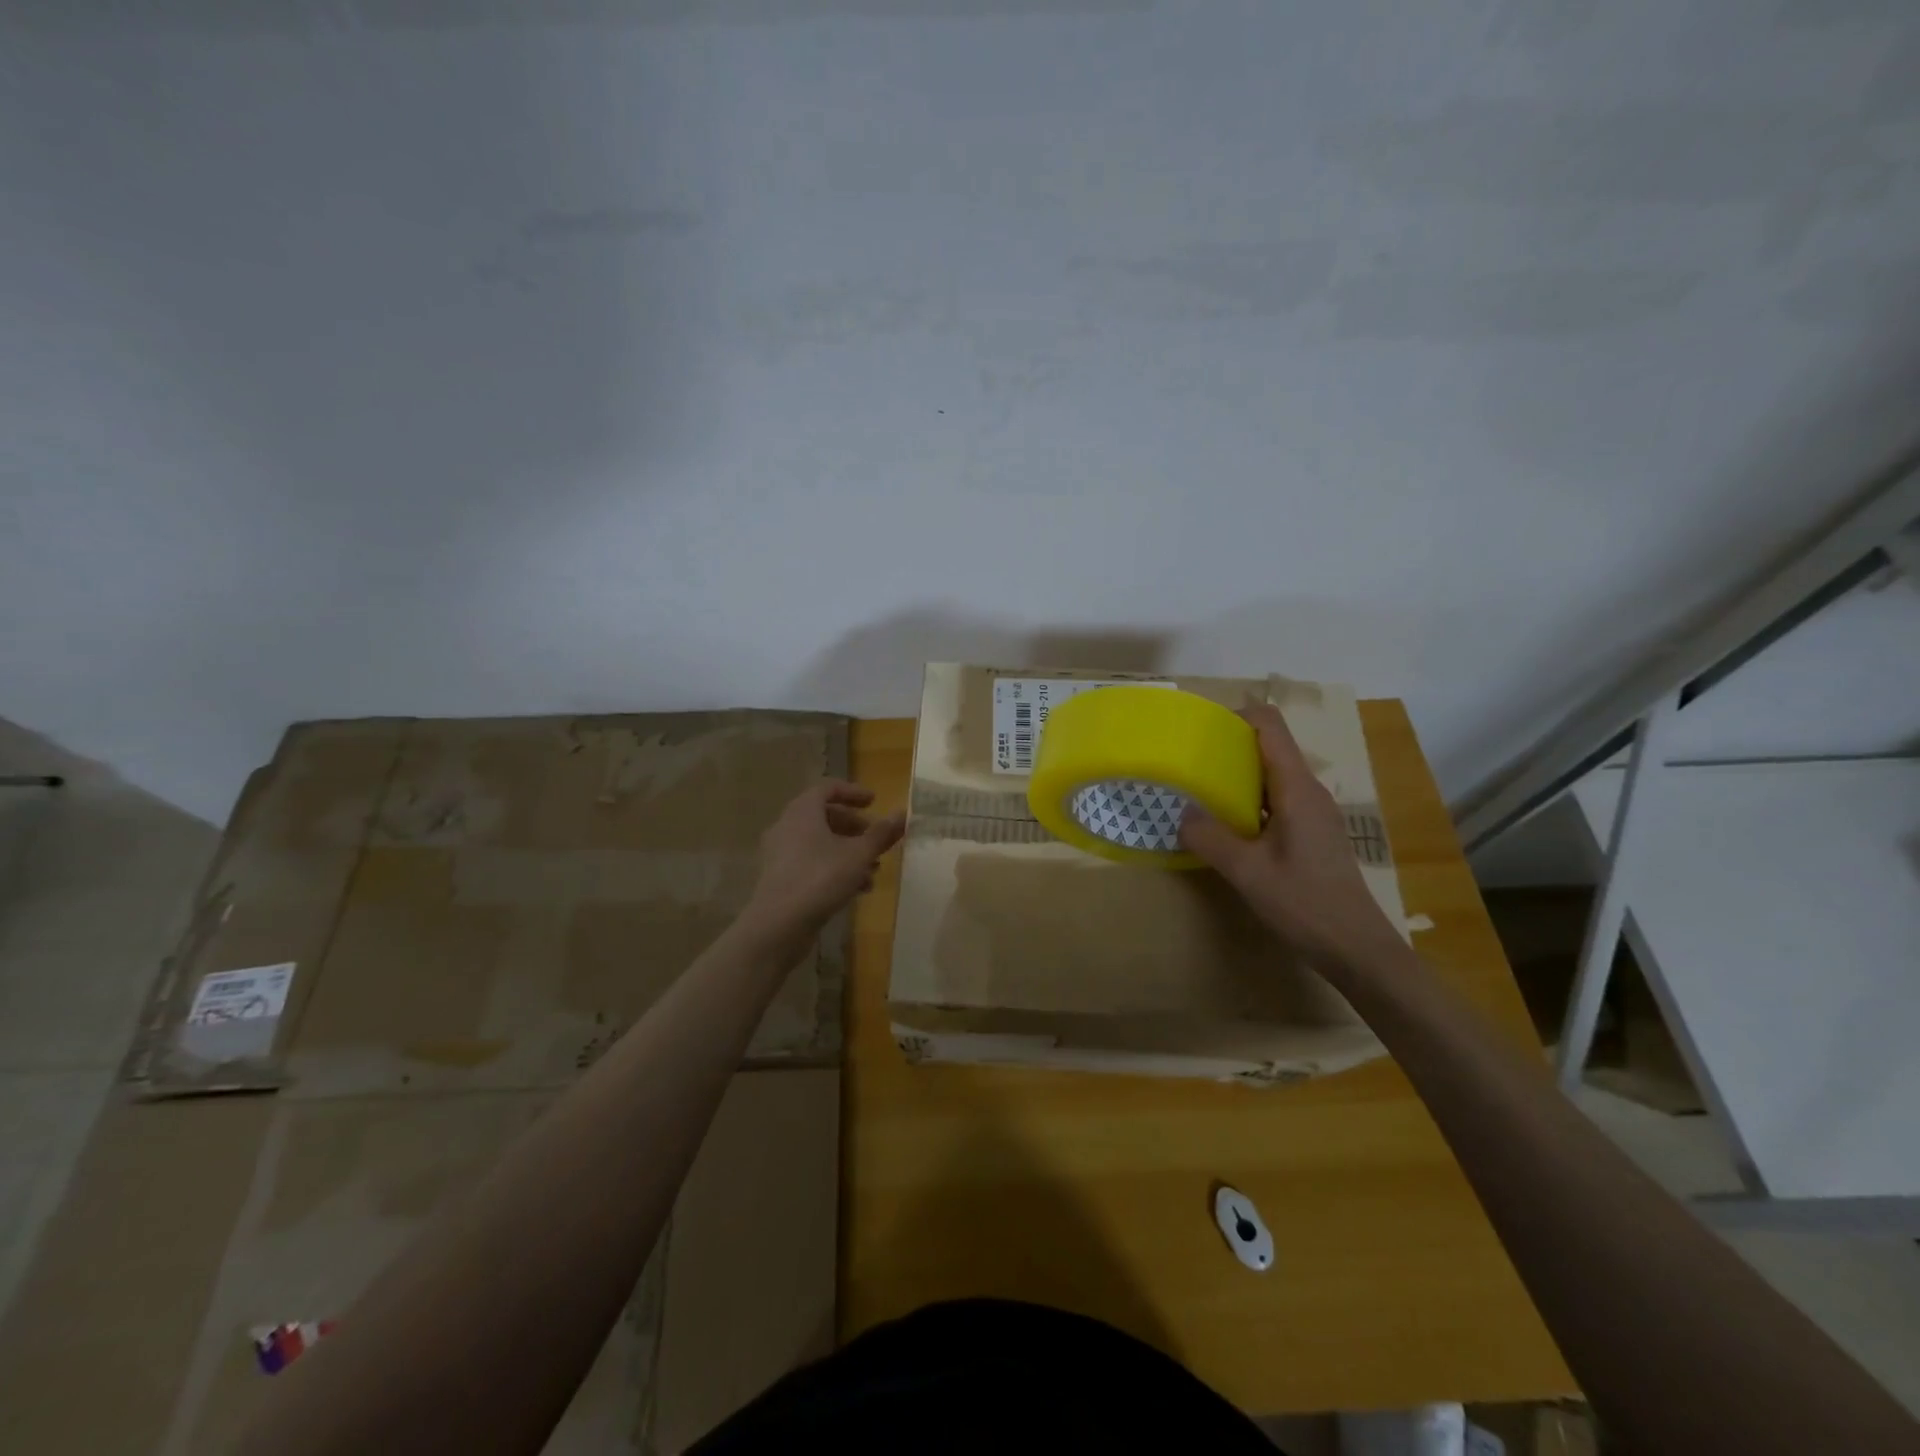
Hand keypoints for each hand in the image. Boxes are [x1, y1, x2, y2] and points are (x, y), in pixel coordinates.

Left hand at [746, 780, 906, 934]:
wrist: (778, 925)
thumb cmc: (821, 878)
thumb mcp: (859, 855)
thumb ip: (881, 834)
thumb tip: (902, 814)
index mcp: (803, 811)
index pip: (828, 788)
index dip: (853, 792)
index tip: (874, 802)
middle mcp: (787, 826)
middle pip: (824, 816)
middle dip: (854, 826)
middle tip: (876, 838)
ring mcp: (781, 854)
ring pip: (820, 843)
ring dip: (848, 851)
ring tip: (873, 869)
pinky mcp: (781, 878)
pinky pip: (811, 863)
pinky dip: (834, 868)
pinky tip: (857, 889)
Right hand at [1179, 703, 1403, 973]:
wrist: (1357, 949)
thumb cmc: (1305, 904)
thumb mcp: (1247, 871)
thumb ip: (1210, 837)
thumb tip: (1181, 811)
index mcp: (1296, 788)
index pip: (1270, 725)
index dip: (1236, 716)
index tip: (1199, 730)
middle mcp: (1308, 792)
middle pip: (1269, 747)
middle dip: (1228, 747)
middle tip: (1188, 763)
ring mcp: (1313, 813)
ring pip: (1271, 776)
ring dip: (1236, 777)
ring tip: (1198, 792)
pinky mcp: (1312, 834)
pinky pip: (1275, 801)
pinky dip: (1248, 801)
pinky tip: (1226, 827)